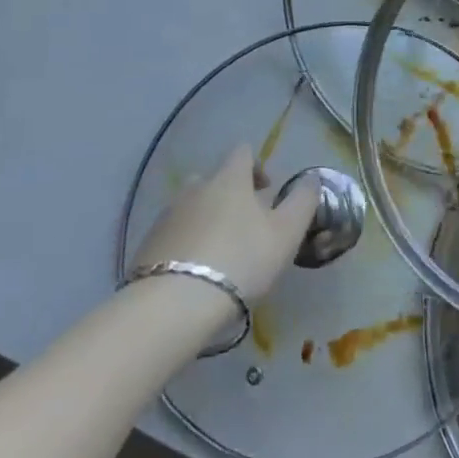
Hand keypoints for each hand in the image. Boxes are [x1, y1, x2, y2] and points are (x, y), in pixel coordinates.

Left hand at [129, 146, 318, 305]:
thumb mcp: (287, 232)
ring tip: (220, 251)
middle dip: (229, 194)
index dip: (257, 166)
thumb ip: (303, 201)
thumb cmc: (242, 260)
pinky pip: (173, 234)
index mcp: (229, 179)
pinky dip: (186, 243)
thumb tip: (312, 178)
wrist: (175, 303)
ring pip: (191, 207)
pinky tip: (196, 270)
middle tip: (245, 224)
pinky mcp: (146, 246)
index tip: (268, 191)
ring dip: (206, 219)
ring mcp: (166, 216)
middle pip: (213, 179)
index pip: (243, 153)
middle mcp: (195, 189)